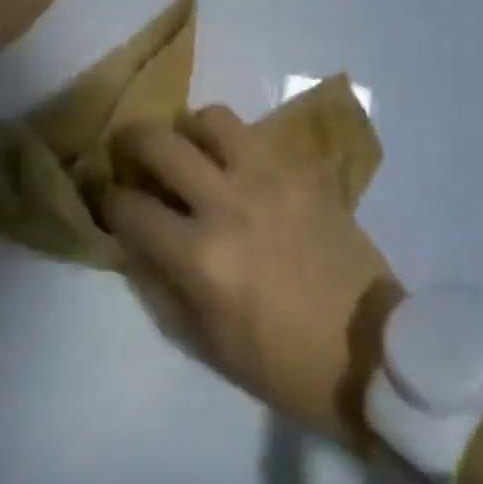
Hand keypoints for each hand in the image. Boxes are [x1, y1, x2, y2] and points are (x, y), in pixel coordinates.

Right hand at [102, 106, 405, 451]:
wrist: (372, 350)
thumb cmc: (286, 364)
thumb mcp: (210, 345)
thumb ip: (165, 288)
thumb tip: (136, 245)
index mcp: (200, 256)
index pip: (131, 208)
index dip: (110, 201)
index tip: (110, 200)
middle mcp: (227, 202)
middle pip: (161, 143)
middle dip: (133, 141)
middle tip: (131, 151)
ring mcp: (268, 178)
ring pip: (211, 119)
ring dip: (190, 129)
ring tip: (191, 149)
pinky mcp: (301, 171)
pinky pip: (256, 136)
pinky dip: (235, 143)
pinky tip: (237, 164)